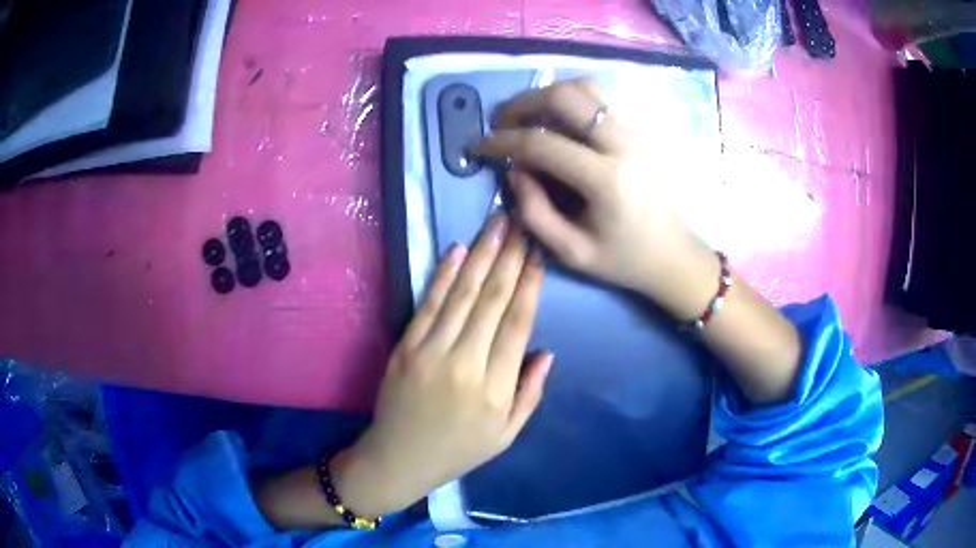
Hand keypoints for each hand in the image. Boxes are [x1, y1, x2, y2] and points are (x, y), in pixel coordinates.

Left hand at [332, 216, 550, 516]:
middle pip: (492, 301)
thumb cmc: (459, 450)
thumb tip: (547, 352)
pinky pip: (428, 304)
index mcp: (495, 388)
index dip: (530, 286)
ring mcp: (431, 351)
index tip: (538, 256)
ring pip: (463, 295)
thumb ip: (530, 394)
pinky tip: (459, 250)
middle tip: (522, 224)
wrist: (400, 458)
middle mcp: (466, 363)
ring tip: (497, 224)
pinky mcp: (406, 346)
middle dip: (510, 258)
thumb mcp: (506, 435)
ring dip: (482, 255)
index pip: (517, 324)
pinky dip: (443, 275)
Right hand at [475, 80, 718, 319]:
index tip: (481, 146)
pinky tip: (558, 122)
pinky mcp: (641, 130)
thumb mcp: (572, 252)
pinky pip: (600, 100)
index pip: (542, 143)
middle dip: (522, 103)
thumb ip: (534, 212)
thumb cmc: (624, 260)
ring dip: (548, 96)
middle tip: (503, 123)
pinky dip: (571, 101)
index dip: (502, 142)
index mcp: (607, 181)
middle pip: (564, 96)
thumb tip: (515, 169)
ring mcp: (636, 132)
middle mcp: (624, 144)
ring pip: (585, 88)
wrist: (675, 254)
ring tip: (529, 118)